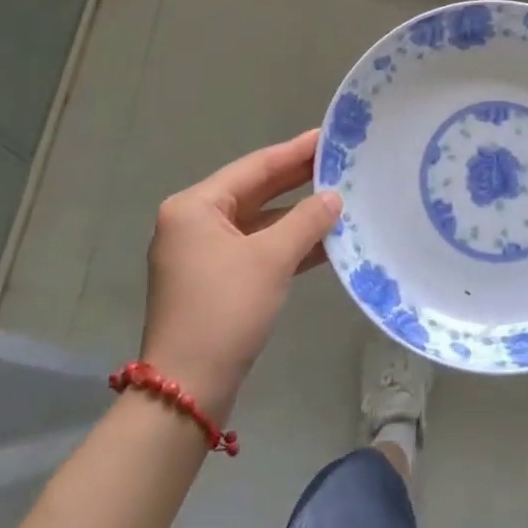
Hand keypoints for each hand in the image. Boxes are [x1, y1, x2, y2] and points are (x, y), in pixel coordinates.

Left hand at [139, 129, 340, 422]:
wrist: (186, 391)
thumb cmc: (224, 311)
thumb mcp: (271, 259)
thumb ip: (306, 220)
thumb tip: (334, 197)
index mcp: (195, 207)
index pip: (255, 167)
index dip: (295, 151)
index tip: (328, 135)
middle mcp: (194, 223)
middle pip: (256, 191)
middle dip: (298, 179)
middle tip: (339, 160)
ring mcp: (202, 254)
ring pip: (259, 221)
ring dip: (297, 215)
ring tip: (341, 196)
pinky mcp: (215, 281)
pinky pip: (256, 248)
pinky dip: (287, 243)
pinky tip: (325, 240)